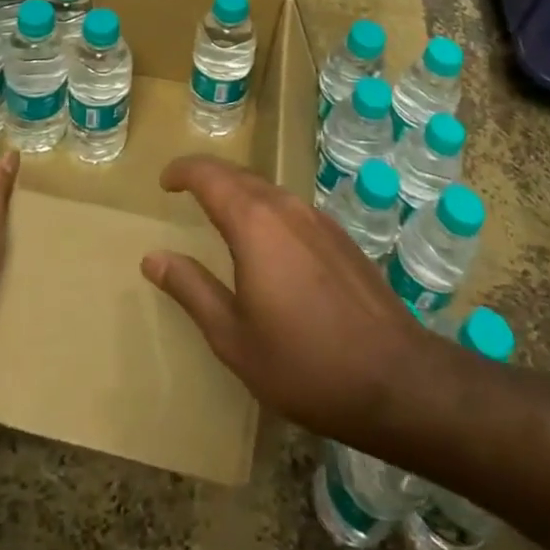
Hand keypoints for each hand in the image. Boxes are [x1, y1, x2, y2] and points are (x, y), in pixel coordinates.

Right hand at [141, 156, 424, 441]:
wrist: (395, 379)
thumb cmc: (304, 363)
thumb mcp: (234, 338)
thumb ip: (192, 290)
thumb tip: (153, 257)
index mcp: (254, 223)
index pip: (210, 175)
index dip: (183, 171)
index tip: (165, 181)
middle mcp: (286, 207)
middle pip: (239, 175)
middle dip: (208, 176)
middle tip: (185, 190)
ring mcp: (318, 219)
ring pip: (268, 188)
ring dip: (238, 191)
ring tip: (219, 213)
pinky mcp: (340, 236)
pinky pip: (291, 207)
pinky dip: (265, 208)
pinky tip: (266, 241)